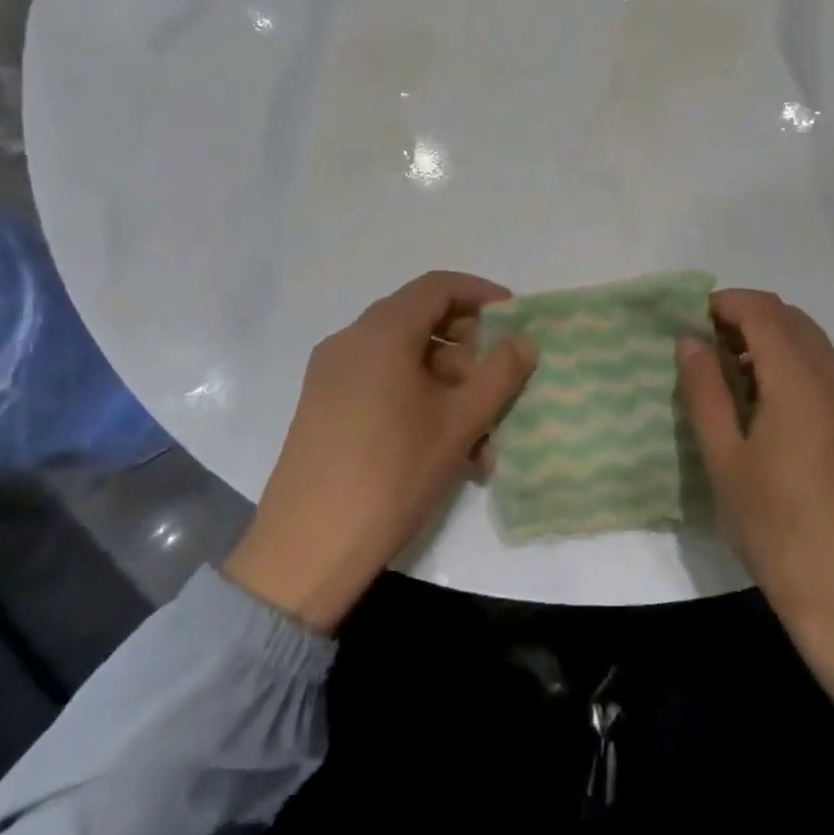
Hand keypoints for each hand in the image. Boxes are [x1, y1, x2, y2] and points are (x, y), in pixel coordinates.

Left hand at [223, 271, 535, 632]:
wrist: (308, 548)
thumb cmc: (392, 473)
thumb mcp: (459, 422)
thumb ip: (500, 374)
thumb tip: (525, 340)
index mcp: (381, 332)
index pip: (438, 286)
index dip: (481, 294)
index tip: (515, 319)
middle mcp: (350, 341)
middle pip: (421, 323)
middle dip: (468, 354)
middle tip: (498, 390)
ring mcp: (331, 375)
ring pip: (404, 362)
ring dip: (448, 389)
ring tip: (480, 442)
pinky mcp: (323, 407)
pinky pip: (381, 385)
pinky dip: (418, 402)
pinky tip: (445, 451)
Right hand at [677, 289, 833, 718]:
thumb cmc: (777, 529)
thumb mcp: (724, 459)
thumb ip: (705, 391)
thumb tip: (690, 340)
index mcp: (799, 382)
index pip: (764, 310)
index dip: (724, 302)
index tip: (690, 321)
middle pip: (792, 319)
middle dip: (746, 318)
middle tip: (705, 348)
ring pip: (812, 345)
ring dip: (770, 342)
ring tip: (730, 377)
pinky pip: (825, 373)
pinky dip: (791, 367)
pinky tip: (766, 408)